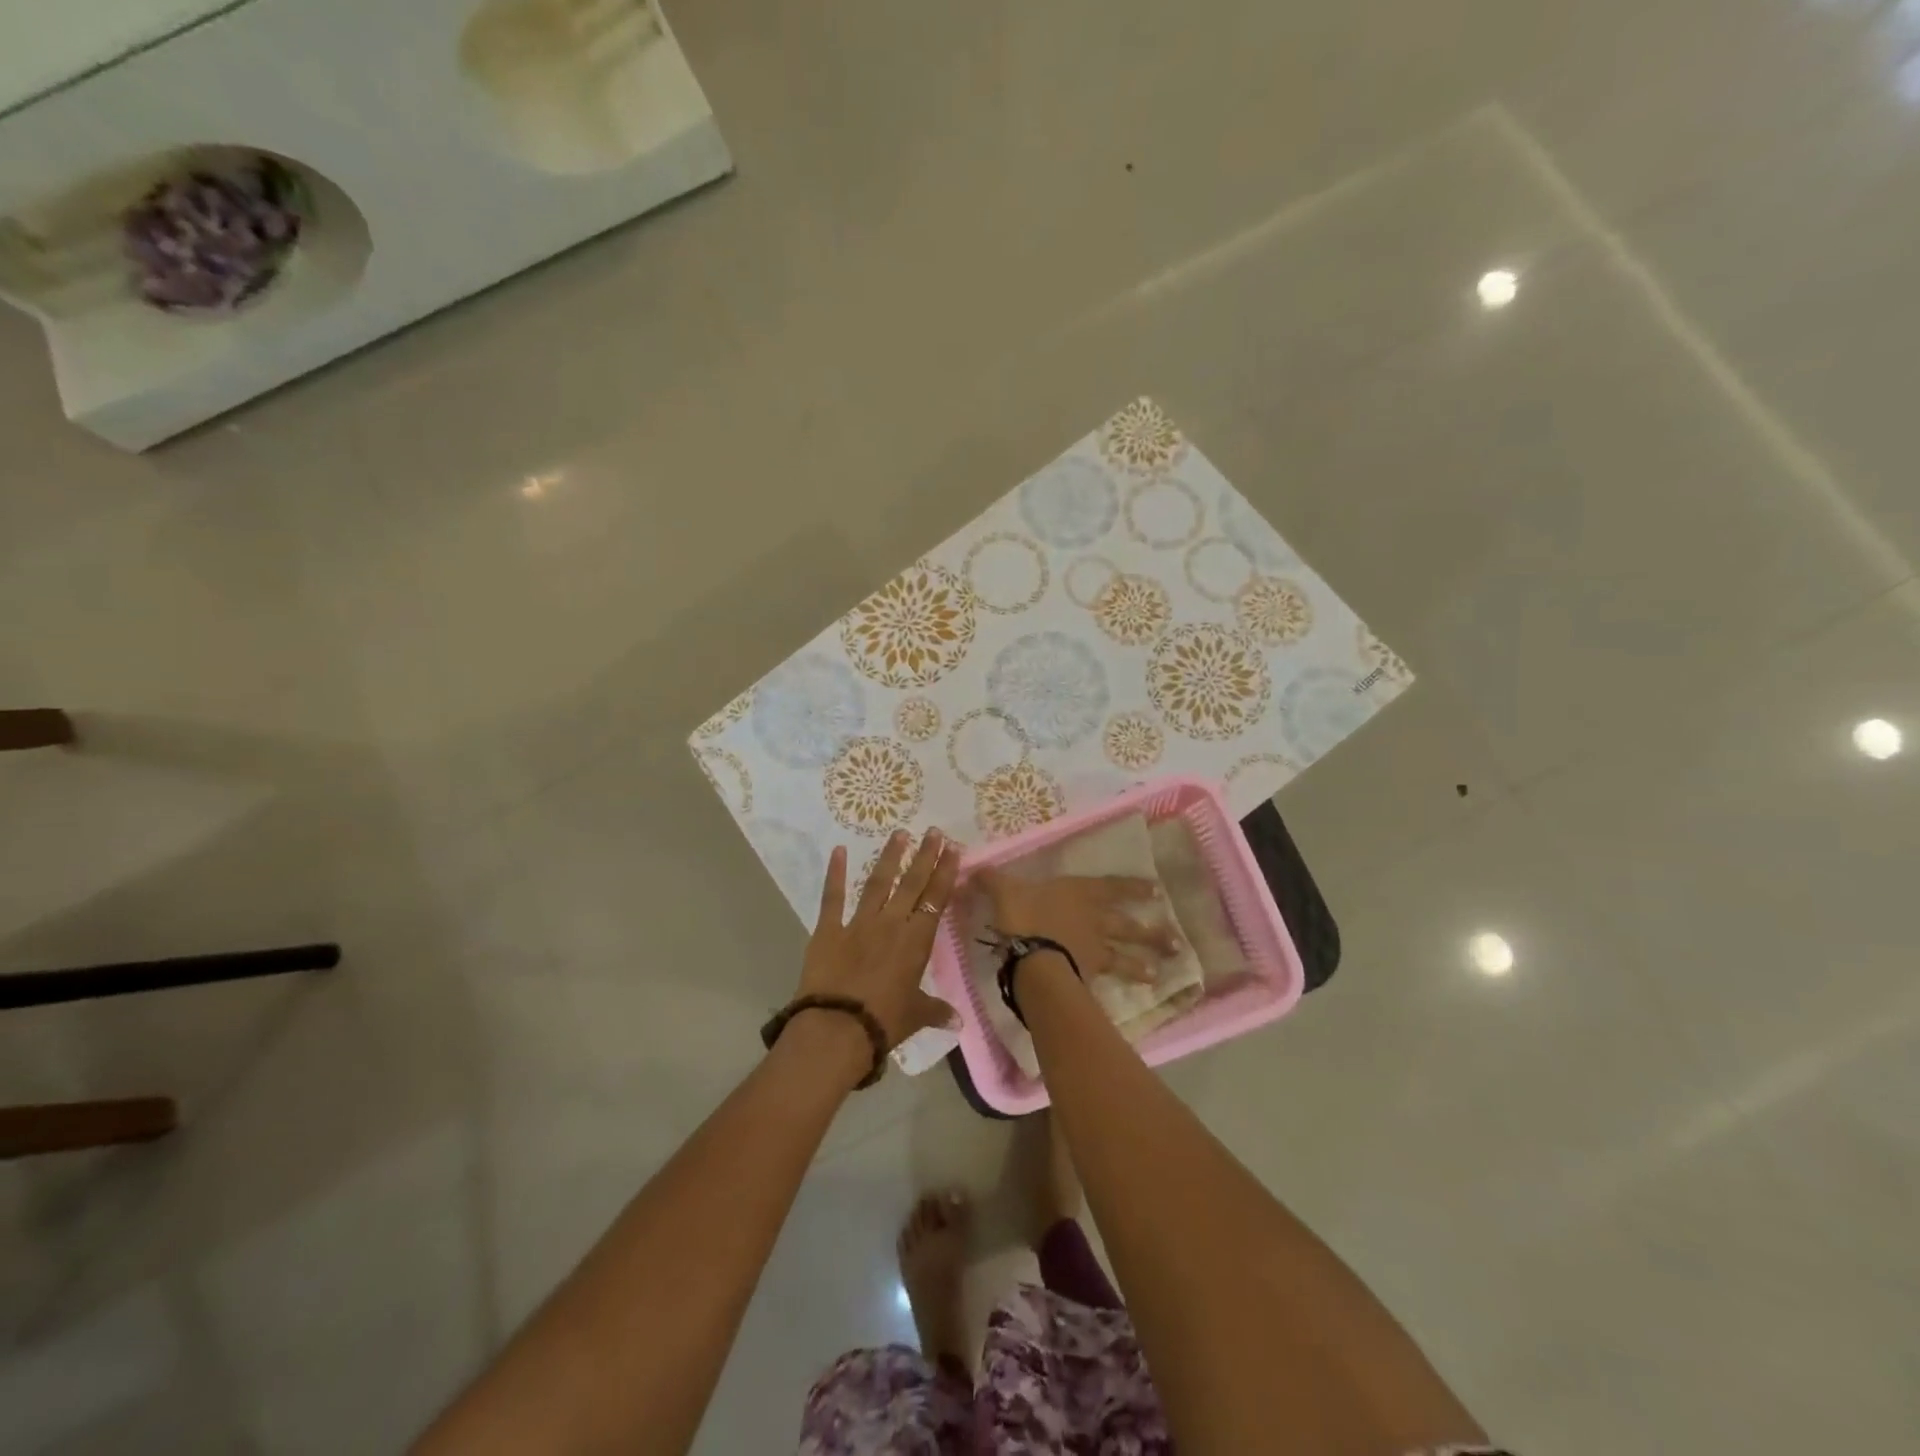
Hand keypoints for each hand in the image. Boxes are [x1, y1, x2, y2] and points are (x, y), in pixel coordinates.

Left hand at [796, 828, 962, 1049]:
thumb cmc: (884, 1022)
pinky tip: (838, 850)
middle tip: (933, 832)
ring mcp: (859, 923)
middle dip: (924, 856)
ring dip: (889, 857)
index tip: (952, 849)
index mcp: (916, 941)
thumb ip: (936, 1011)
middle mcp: (891, 923)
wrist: (837, 1028)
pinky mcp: (829, 929)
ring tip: (899, 833)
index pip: (936, 899)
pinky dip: (835, 873)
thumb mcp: (915, 1015)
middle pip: (912, 883)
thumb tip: (958, 1023)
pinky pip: (833, 897)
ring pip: (878, 882)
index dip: (945, 872)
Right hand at [973, 868, 1173, 982]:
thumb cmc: (1022, 915)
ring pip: (1126, 956)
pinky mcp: (1089, 975)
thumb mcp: (1003, 890)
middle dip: (1151, 933)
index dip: (1134, 888)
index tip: (1157, 892)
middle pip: (1129, 926)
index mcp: (1079, 893)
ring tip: (1163, 972)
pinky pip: (1108, 980)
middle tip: (1176, 942)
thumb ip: (992, 880)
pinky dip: (1121, 987)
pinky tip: (1131, 996)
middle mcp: (1094, 920)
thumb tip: (974, 869)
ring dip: (1144, 962)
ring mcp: (1095, 949)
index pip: (1113, 888)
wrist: (1032, 954)